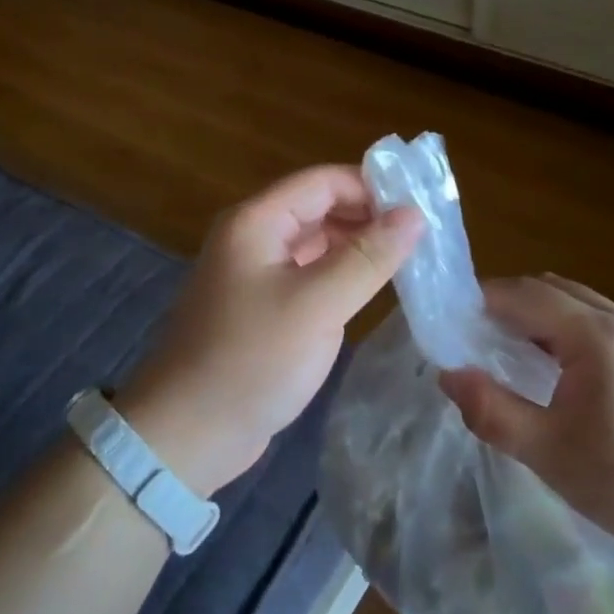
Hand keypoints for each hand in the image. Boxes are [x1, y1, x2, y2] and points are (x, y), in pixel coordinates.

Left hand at [120, 166, 422, 496]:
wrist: (189, 432)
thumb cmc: (252, 360)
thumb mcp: (318, 305)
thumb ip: (368, 257)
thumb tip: (414, 214)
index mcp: (257, 222)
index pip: (323, 181)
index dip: (373, 187)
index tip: (423, 207)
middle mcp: (254, 237)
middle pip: (319, 207)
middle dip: (369, 216)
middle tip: (424, 237)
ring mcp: (256, 273)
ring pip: (316, 242)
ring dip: (358, 246)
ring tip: (410, 260)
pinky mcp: (263, 307)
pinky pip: (309, 274)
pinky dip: (341, 274)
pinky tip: (374, 288)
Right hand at [438, 275, 613, 563]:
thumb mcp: (550, 454)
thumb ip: (493, 411)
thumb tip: (448, 374)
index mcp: (594, 335)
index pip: (523, 294)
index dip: (480, 301)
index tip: (449, 323)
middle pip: (549, 289)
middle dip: (505, 303)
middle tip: (473, 338)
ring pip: (575, 302)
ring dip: (536, 315)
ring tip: (509, 353)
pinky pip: (597, 321)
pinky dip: (564, 328)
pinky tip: (558, 372)